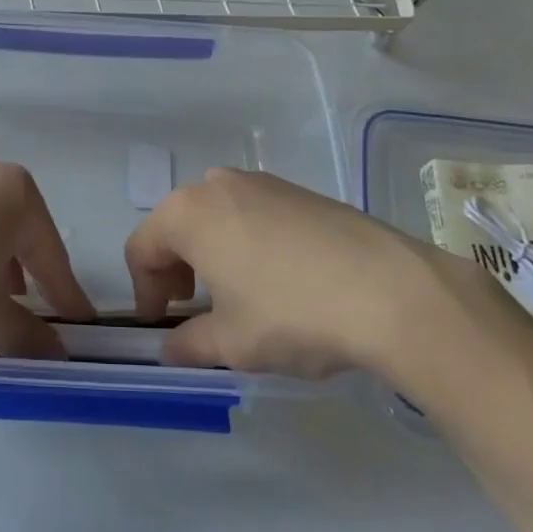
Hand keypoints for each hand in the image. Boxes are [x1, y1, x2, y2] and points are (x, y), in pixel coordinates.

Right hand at [125, 167, 455, 379]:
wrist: (390, 289)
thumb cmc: (291, 313)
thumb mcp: (232, 342)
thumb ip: (190, 344)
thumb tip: (172, 349)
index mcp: (187, 213)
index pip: (141, 248)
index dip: (145, 290)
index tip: (161, 324)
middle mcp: (217, 185)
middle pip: (177, 225)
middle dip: (176, 268)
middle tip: (193, 309)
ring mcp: (262, 182)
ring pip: (216, 216)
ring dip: (212, 253)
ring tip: (237, 296)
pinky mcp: (299, 190)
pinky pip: (253, 213)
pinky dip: (247, 242)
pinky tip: (278, 279)